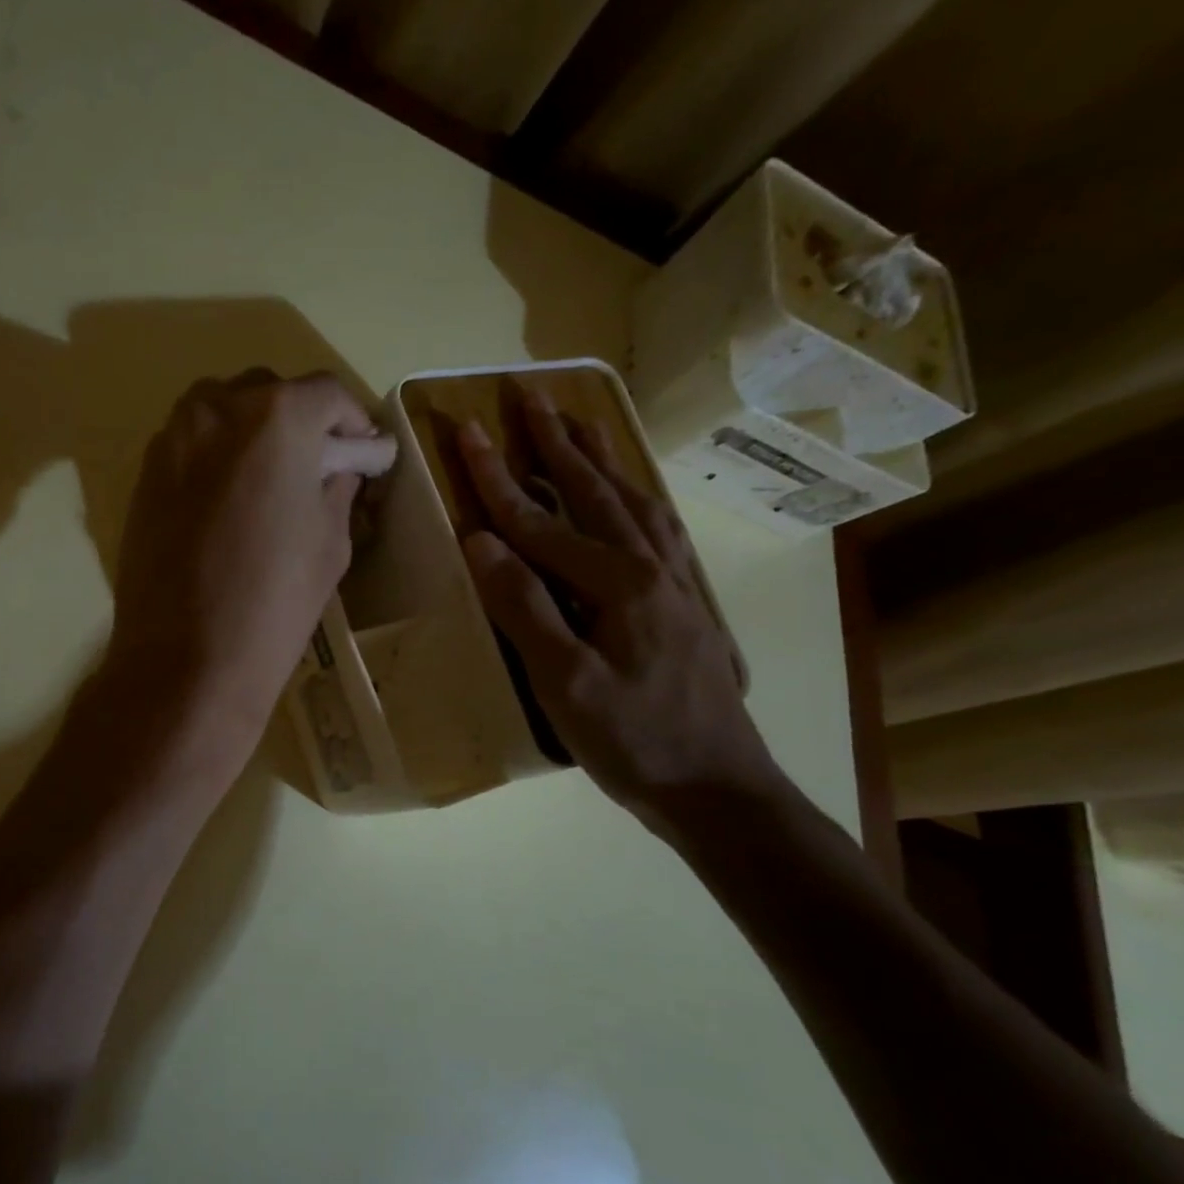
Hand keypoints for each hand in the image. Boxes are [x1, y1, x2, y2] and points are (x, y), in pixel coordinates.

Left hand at [104, 368, 395, 763]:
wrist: (186, 659)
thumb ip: (337, 487)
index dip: (354, 421)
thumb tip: (340, 466)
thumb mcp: (330, 543)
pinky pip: (191, 444)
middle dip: (301, 422)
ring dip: (254, 432)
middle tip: (318, 466)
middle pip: (270, 392)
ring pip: (223, 411)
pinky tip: (230, 500)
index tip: (364, 452)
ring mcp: (172, 438)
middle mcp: (217, 408)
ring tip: (271, 481)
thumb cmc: (274, 602)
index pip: (327, 394)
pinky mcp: (144, 474)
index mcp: (276, 417)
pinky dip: (218, 456)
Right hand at [454, 387, 777, 823]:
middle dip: (556, 441)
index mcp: (618, 584)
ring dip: (603, 460)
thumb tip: (481, 541)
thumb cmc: (632, 741)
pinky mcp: (687, 603)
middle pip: (595, 491)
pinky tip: (632, 497)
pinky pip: (661, 530)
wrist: (718, 788)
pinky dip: (637, 498)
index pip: (541, 520)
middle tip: (530, 395)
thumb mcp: (564, 683)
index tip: (466, 430)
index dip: (498, 477)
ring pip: (635, 502)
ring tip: (580, 423)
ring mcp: (677, 583)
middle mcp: (652, 567)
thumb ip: (523, 608)